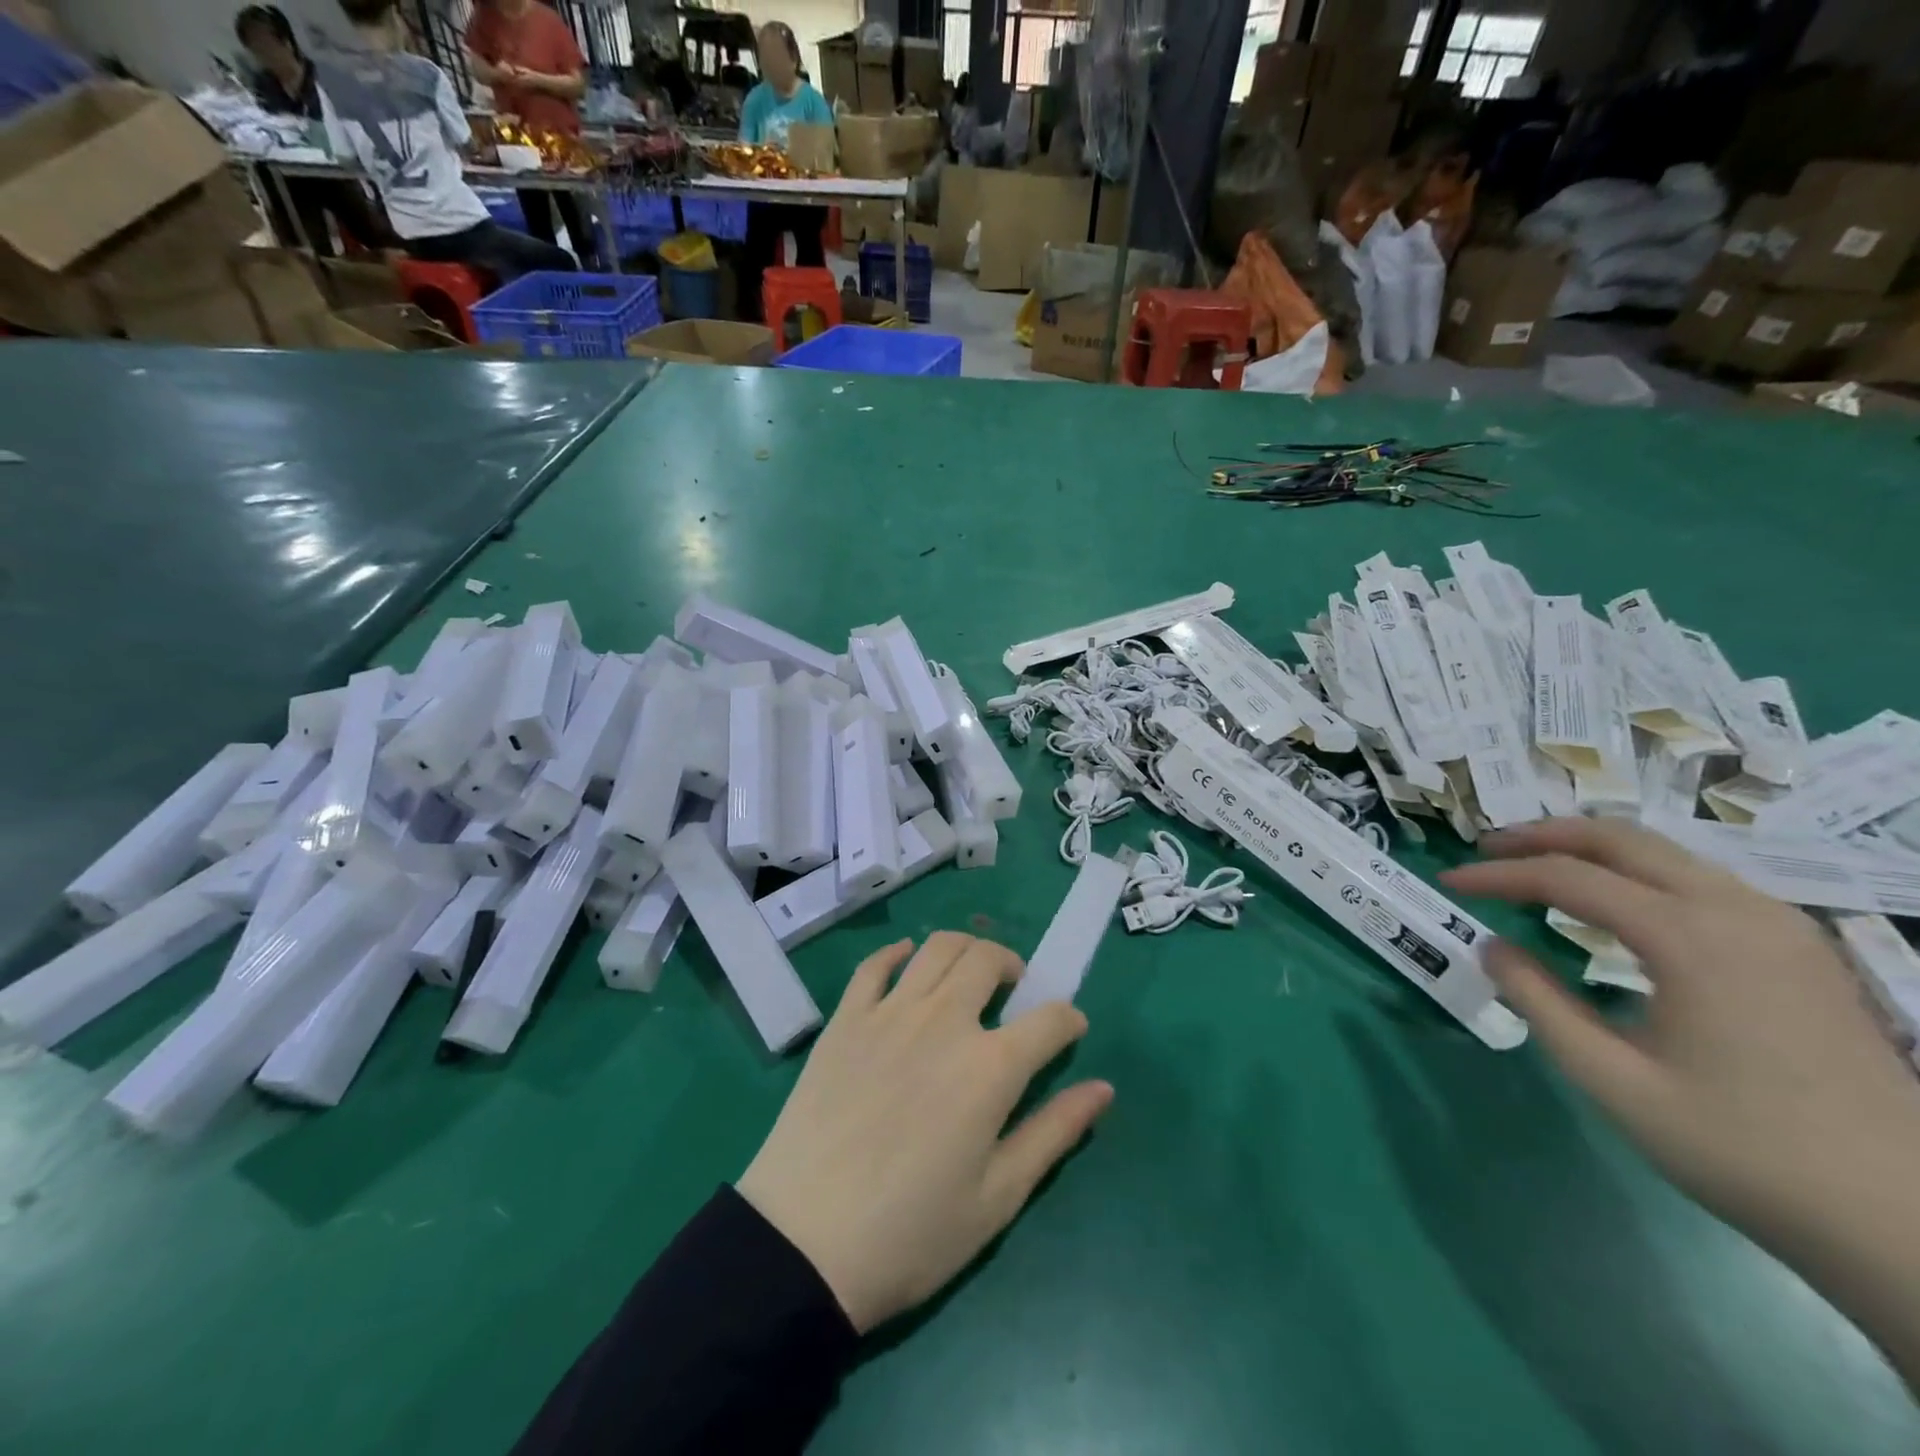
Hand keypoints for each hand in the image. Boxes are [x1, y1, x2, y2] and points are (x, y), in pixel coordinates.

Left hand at [735, 934, 1112, 1332]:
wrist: (804, 1243)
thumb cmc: (912, 1233)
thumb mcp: (998, 1198)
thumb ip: (1054, 1133)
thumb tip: (1103, 1088)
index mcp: (990, 1066)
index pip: (1050, 1020)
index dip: (1069, 1020)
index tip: (1069, 1030)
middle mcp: (944, 1021)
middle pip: (988, 960)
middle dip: (1013, 966)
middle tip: (1014, 991)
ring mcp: (889, 1013)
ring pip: (937, 948)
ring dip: (964, 949)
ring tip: (968, 973)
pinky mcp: (845, 1019)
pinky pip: (874, 965)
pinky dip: (897, 953)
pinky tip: (906, 960)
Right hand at [1443, 818, 1919, 1384]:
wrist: (1903, 1223)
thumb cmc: (1742, 1150)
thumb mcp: (1613, 1081)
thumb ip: (1539, 1003)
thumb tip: (1492, 947)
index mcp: (1691, 938)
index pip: (1568, 877)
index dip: (1498, 874)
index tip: (1450, 882)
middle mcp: (1739, 911)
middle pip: (1621, 839)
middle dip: (1542, 836)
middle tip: (1485, 850)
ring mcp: (1780, 926)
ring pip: (1665, 853)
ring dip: (1590, 849)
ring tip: (1537, 869)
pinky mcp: (1800, 947)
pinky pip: (1700, 880)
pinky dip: (1637, 872)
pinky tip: (1614, 903)